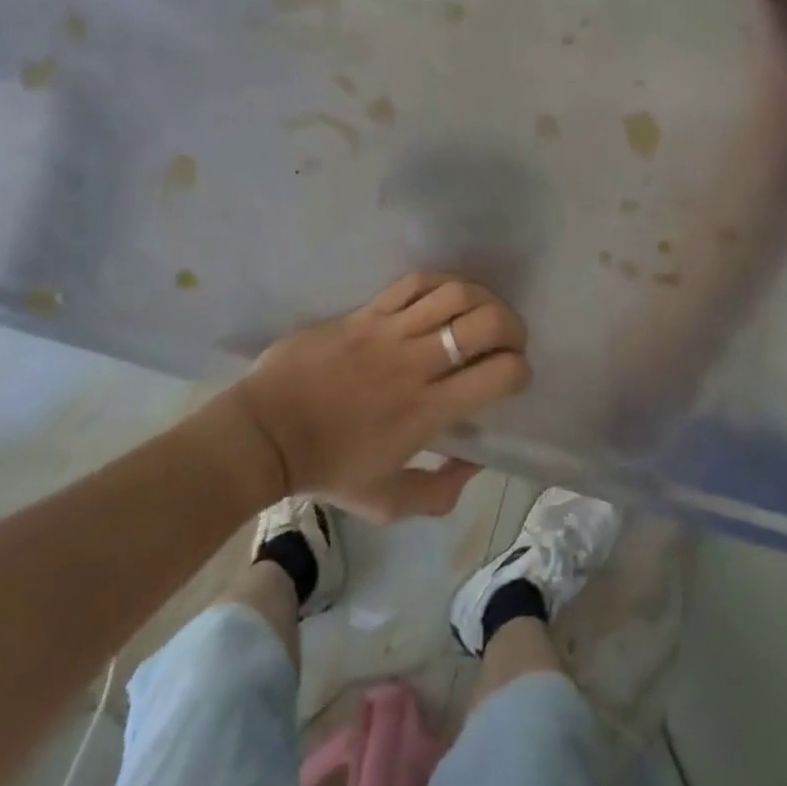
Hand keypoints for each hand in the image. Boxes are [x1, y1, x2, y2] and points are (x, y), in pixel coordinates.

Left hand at [231, 273, 530, 520]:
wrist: (266, 432)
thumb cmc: (327, 468)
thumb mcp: (386, 502)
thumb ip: (439, 492)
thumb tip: (475, 462)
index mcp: (427, 411)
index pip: (497, 375)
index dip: (520, 370)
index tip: (515, 376)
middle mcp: (416, 364)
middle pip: (485, 323)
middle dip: (512, 327)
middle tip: (510, 339)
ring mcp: (389, 331)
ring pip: (454, 293)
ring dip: (482, 298)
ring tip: (482, 312)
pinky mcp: (366, 312)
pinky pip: (414, 283)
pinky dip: (441, 283)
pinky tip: (447, 295)